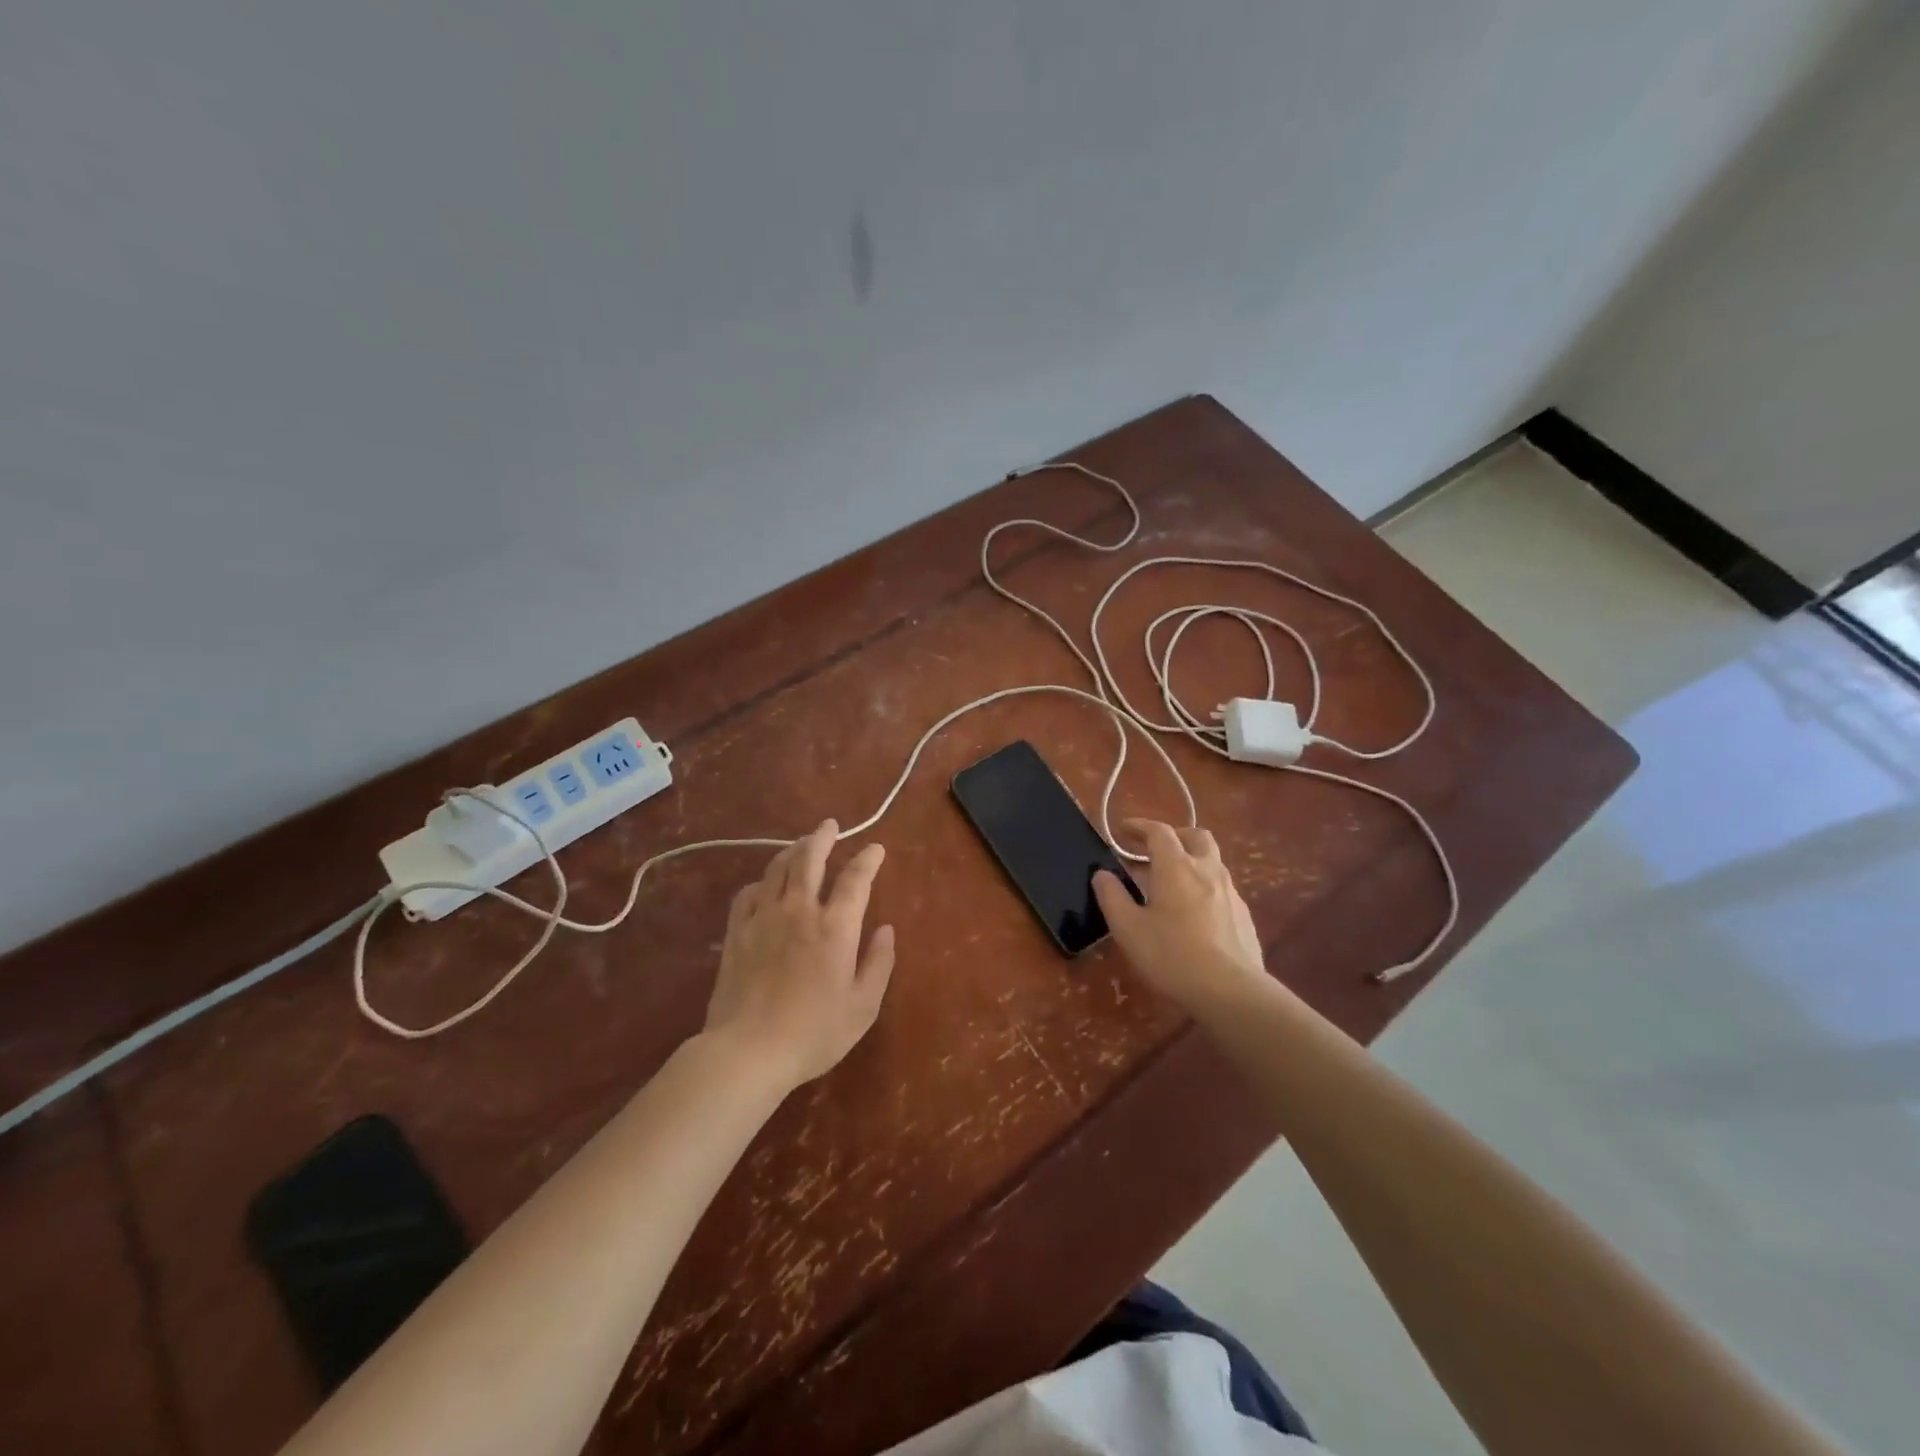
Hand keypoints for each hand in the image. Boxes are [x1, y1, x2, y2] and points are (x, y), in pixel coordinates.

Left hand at [705, 820, 895, 1088]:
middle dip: (822, 837)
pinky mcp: (736, 932)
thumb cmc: (814, 1033)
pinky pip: (748, 894)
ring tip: (801, 844)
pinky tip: (765, 884)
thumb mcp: (863, 1006)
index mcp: (835, 926)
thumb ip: (878, 963)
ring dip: (792, 851)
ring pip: (777, 869)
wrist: (748, 1051)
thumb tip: (886, 929)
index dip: (868, 859)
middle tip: (830, 825)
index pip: (855, 879)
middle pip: (810, 859)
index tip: (876, 848)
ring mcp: (763, 918)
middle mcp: (799, 910)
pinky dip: (761, 881)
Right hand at [1092, 820, 1269, 1013]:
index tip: (1123, 830)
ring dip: (1190, 861)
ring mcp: (1230, 892)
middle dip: (1174, 836)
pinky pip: (1221, 888)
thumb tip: (1102, 874)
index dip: (1139, 826)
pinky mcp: (1244, 915)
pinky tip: (1193, 913)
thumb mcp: (1128, 929)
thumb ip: (1112, 897)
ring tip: (1171, 884)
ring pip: (1211, 862)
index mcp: (1176, 866)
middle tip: (1154, 850)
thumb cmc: (1171, 955)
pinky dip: (1204, 887)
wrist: (1230, 991)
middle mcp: (1207, 870)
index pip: (1159, 831)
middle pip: (1195, 836)